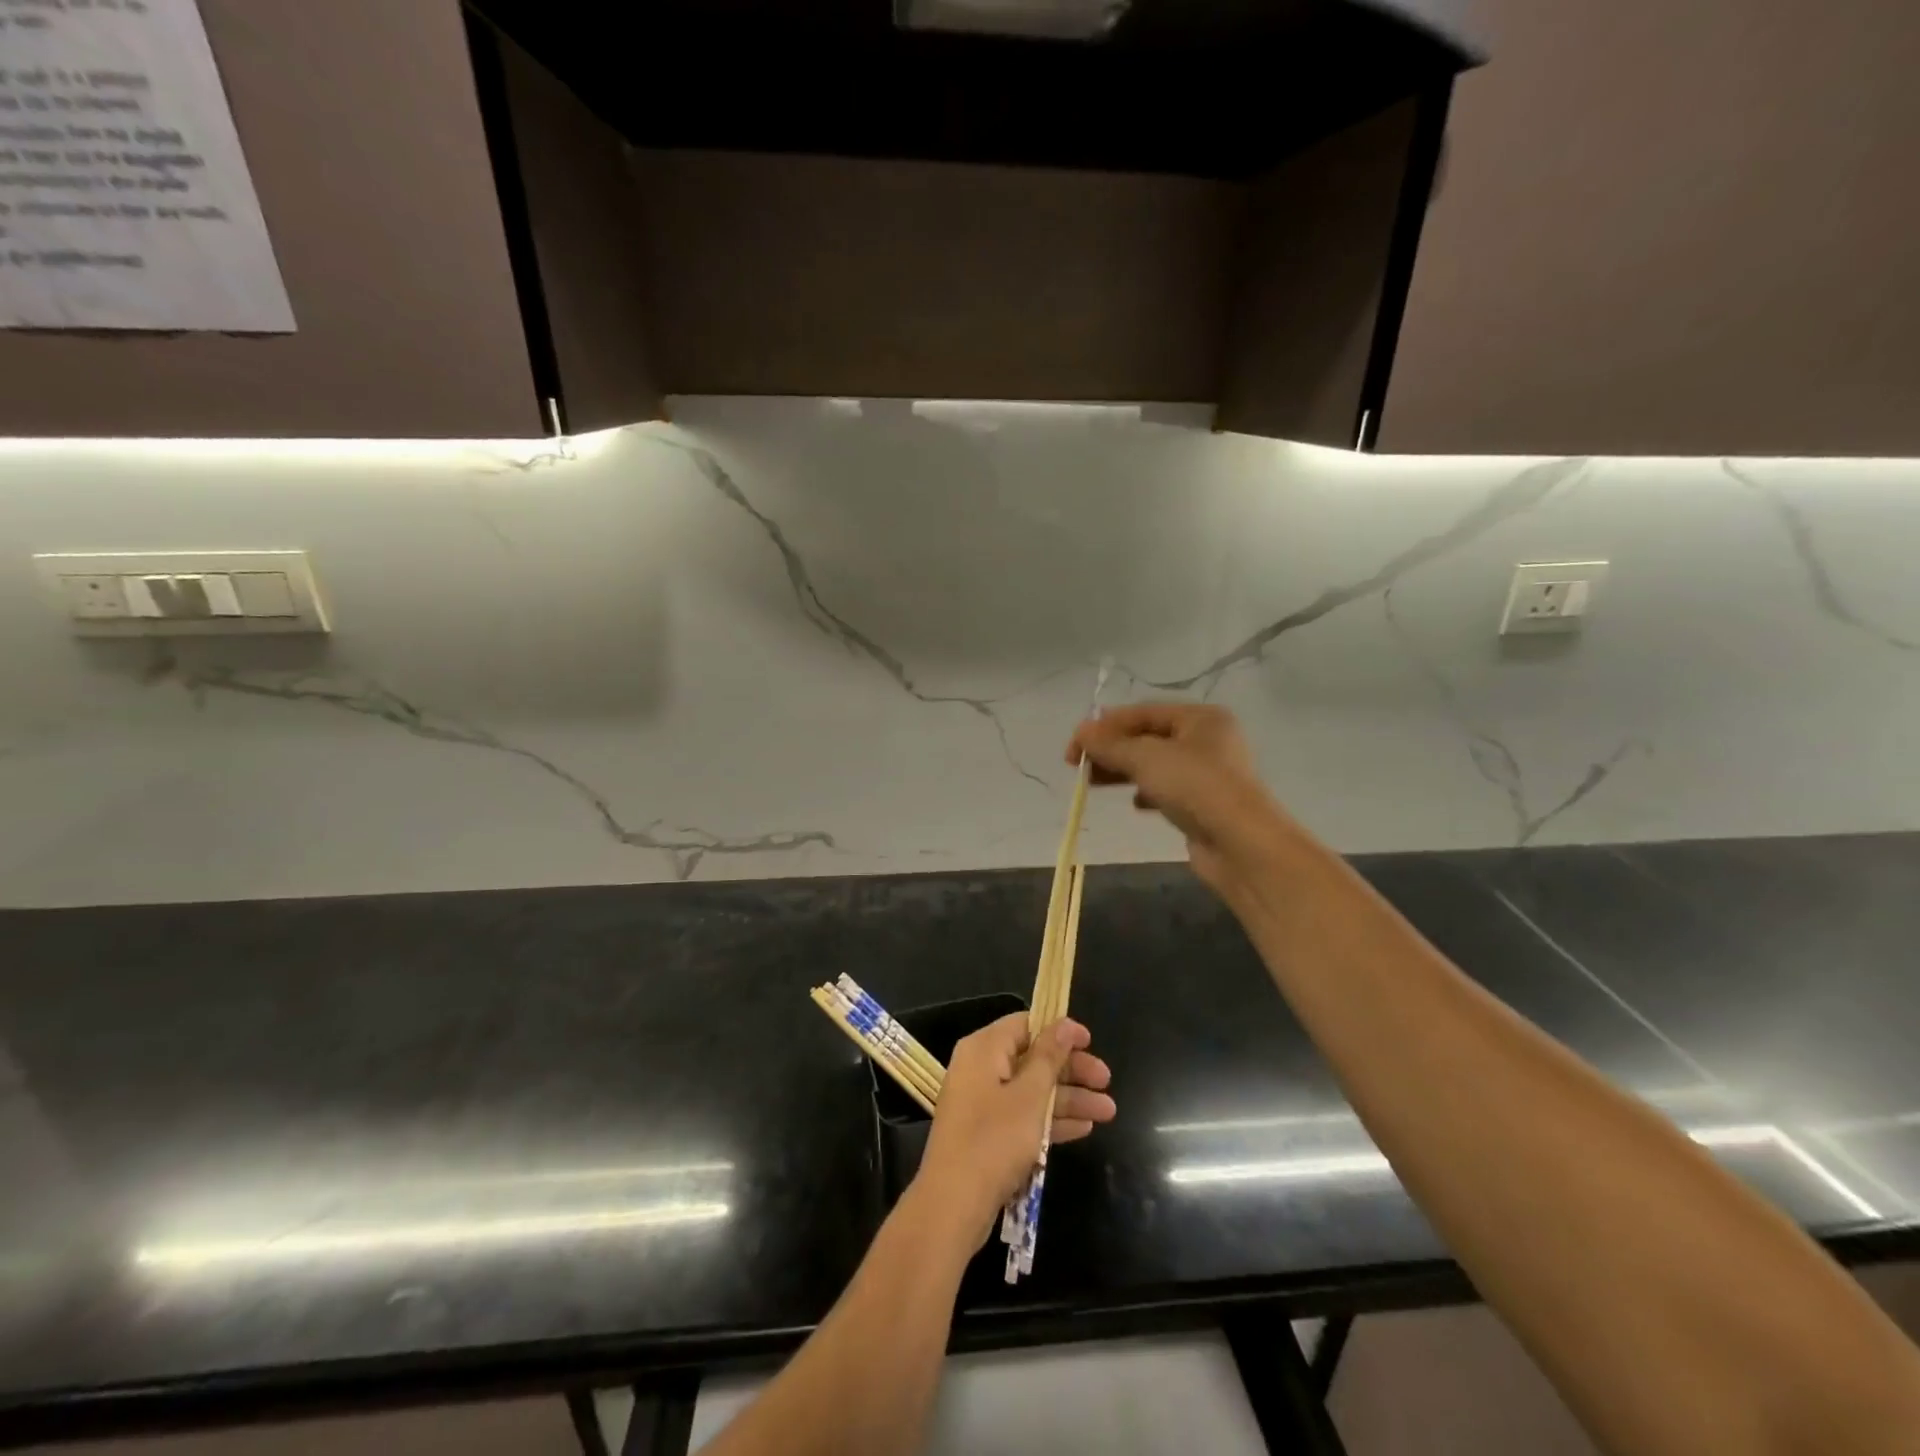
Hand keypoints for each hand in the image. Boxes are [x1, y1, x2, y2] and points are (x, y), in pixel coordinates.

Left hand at [913, 1014, 1114, 1248]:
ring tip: (1108, 1111)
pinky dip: (1051, 1120)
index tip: (1091, 1042)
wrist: (953, 1206)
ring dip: (1068, 1099)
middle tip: (1107, 1081)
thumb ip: (1049, 1058)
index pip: (1025, 1025)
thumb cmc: (993, 1141)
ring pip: (1032, 1090)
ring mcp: (983, 1103)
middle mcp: (980, 1069)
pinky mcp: (988, 1134)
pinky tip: (1084, 1128)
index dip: (1059, 1031)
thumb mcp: (1029, 1096)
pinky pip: (1024, 1116)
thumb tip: (1063, 1023)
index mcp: (983, 1049)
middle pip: (1032, 1058)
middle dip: (1071, 1070)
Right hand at [1068, 703, 1291, 892]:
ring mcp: (1208, 774)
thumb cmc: (1195, 787)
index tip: (1073, 747)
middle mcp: (1207, 740)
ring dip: (1123, 770)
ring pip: (1154, 764)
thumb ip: (1110, 744)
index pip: (1142, 712)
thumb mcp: (1146, 758)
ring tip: (1094, 783)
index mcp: (1200, 718)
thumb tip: (1080, 732)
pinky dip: (1145, 792)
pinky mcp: (1204, 804)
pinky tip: (1135, 804)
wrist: (1241, 844)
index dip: (1104, 726)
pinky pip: (1167, 789)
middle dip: (1111, 749)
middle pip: (1147, 737)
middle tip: (1078, 766)